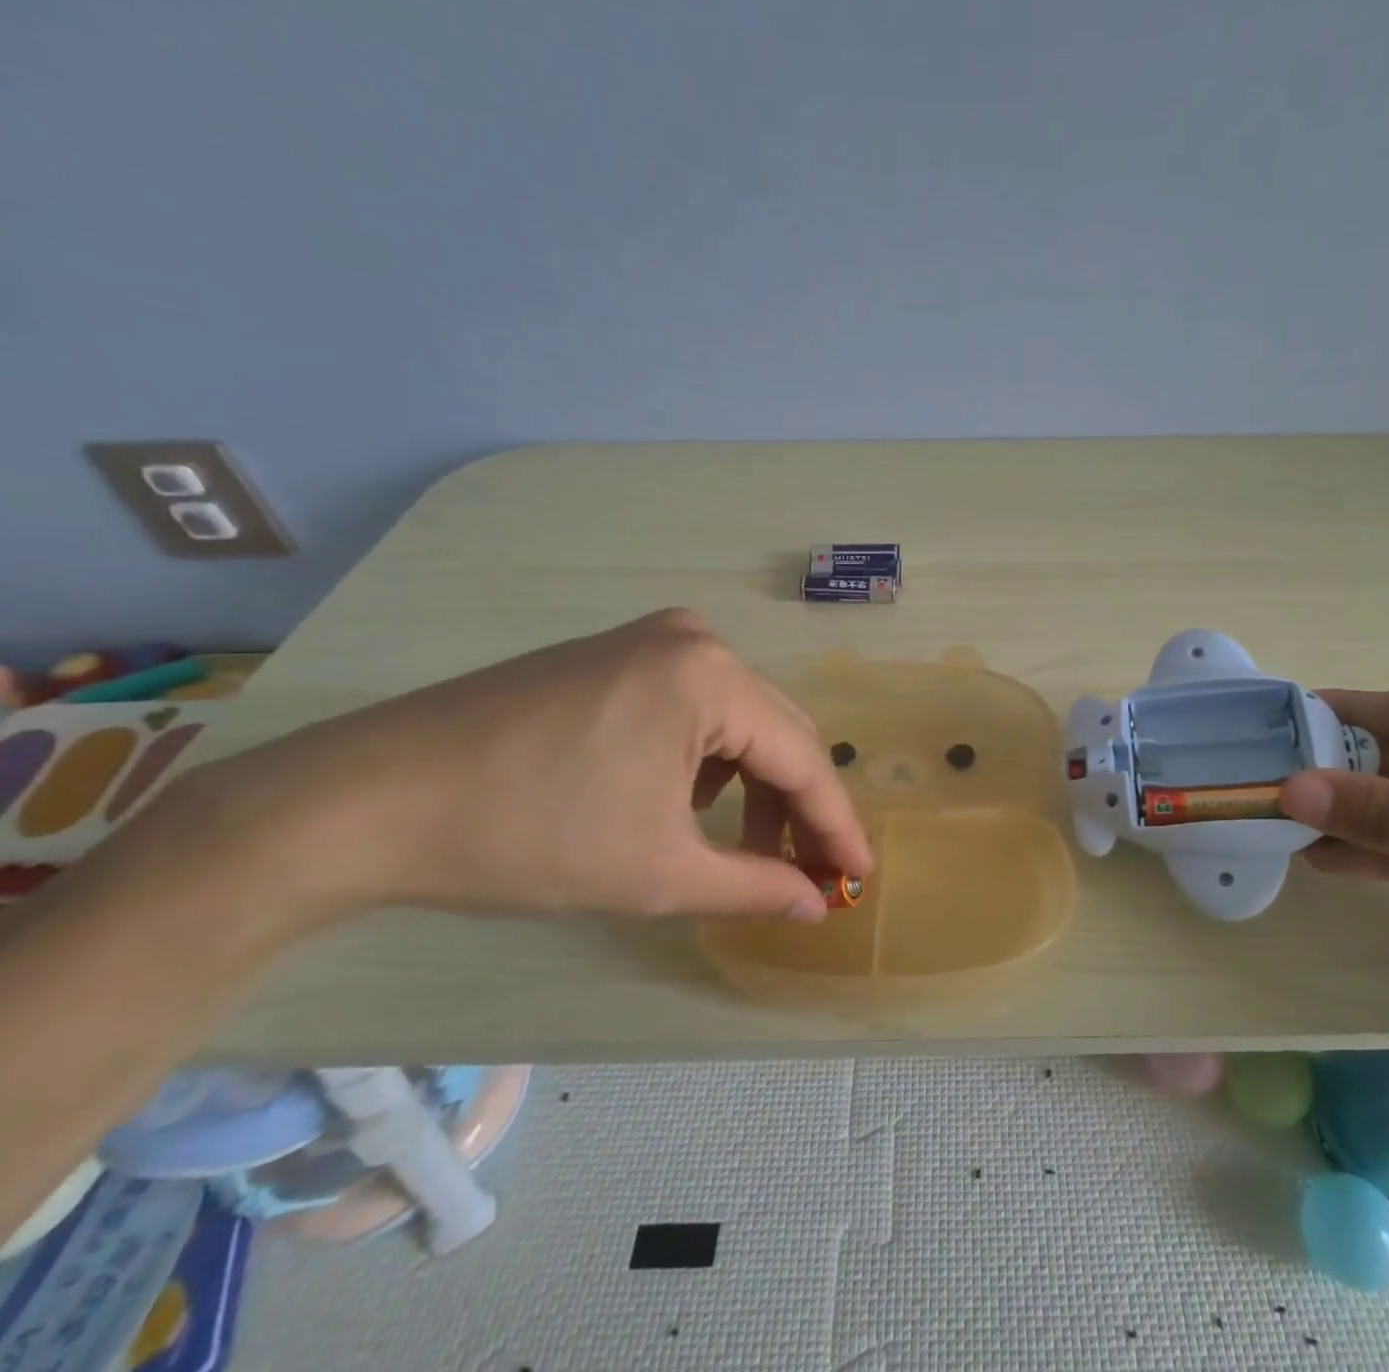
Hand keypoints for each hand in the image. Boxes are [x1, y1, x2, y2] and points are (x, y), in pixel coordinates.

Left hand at [177, 609, 871, 927]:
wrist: (370, 801)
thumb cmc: (530, 836)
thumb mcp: (658, 874)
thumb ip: (755, 887)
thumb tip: (816, 905)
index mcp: (712, 676)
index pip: (801, 758)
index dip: (835, 824)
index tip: (862, 875)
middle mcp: (694, 640)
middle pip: (774, 733)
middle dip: (796, 807)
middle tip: (810, 874)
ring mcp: (650, 640)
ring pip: (735, 722)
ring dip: (752, 788)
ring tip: (747, 852)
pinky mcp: (614, 655)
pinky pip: (693, 709)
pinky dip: (707, 763)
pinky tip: (685, 807)